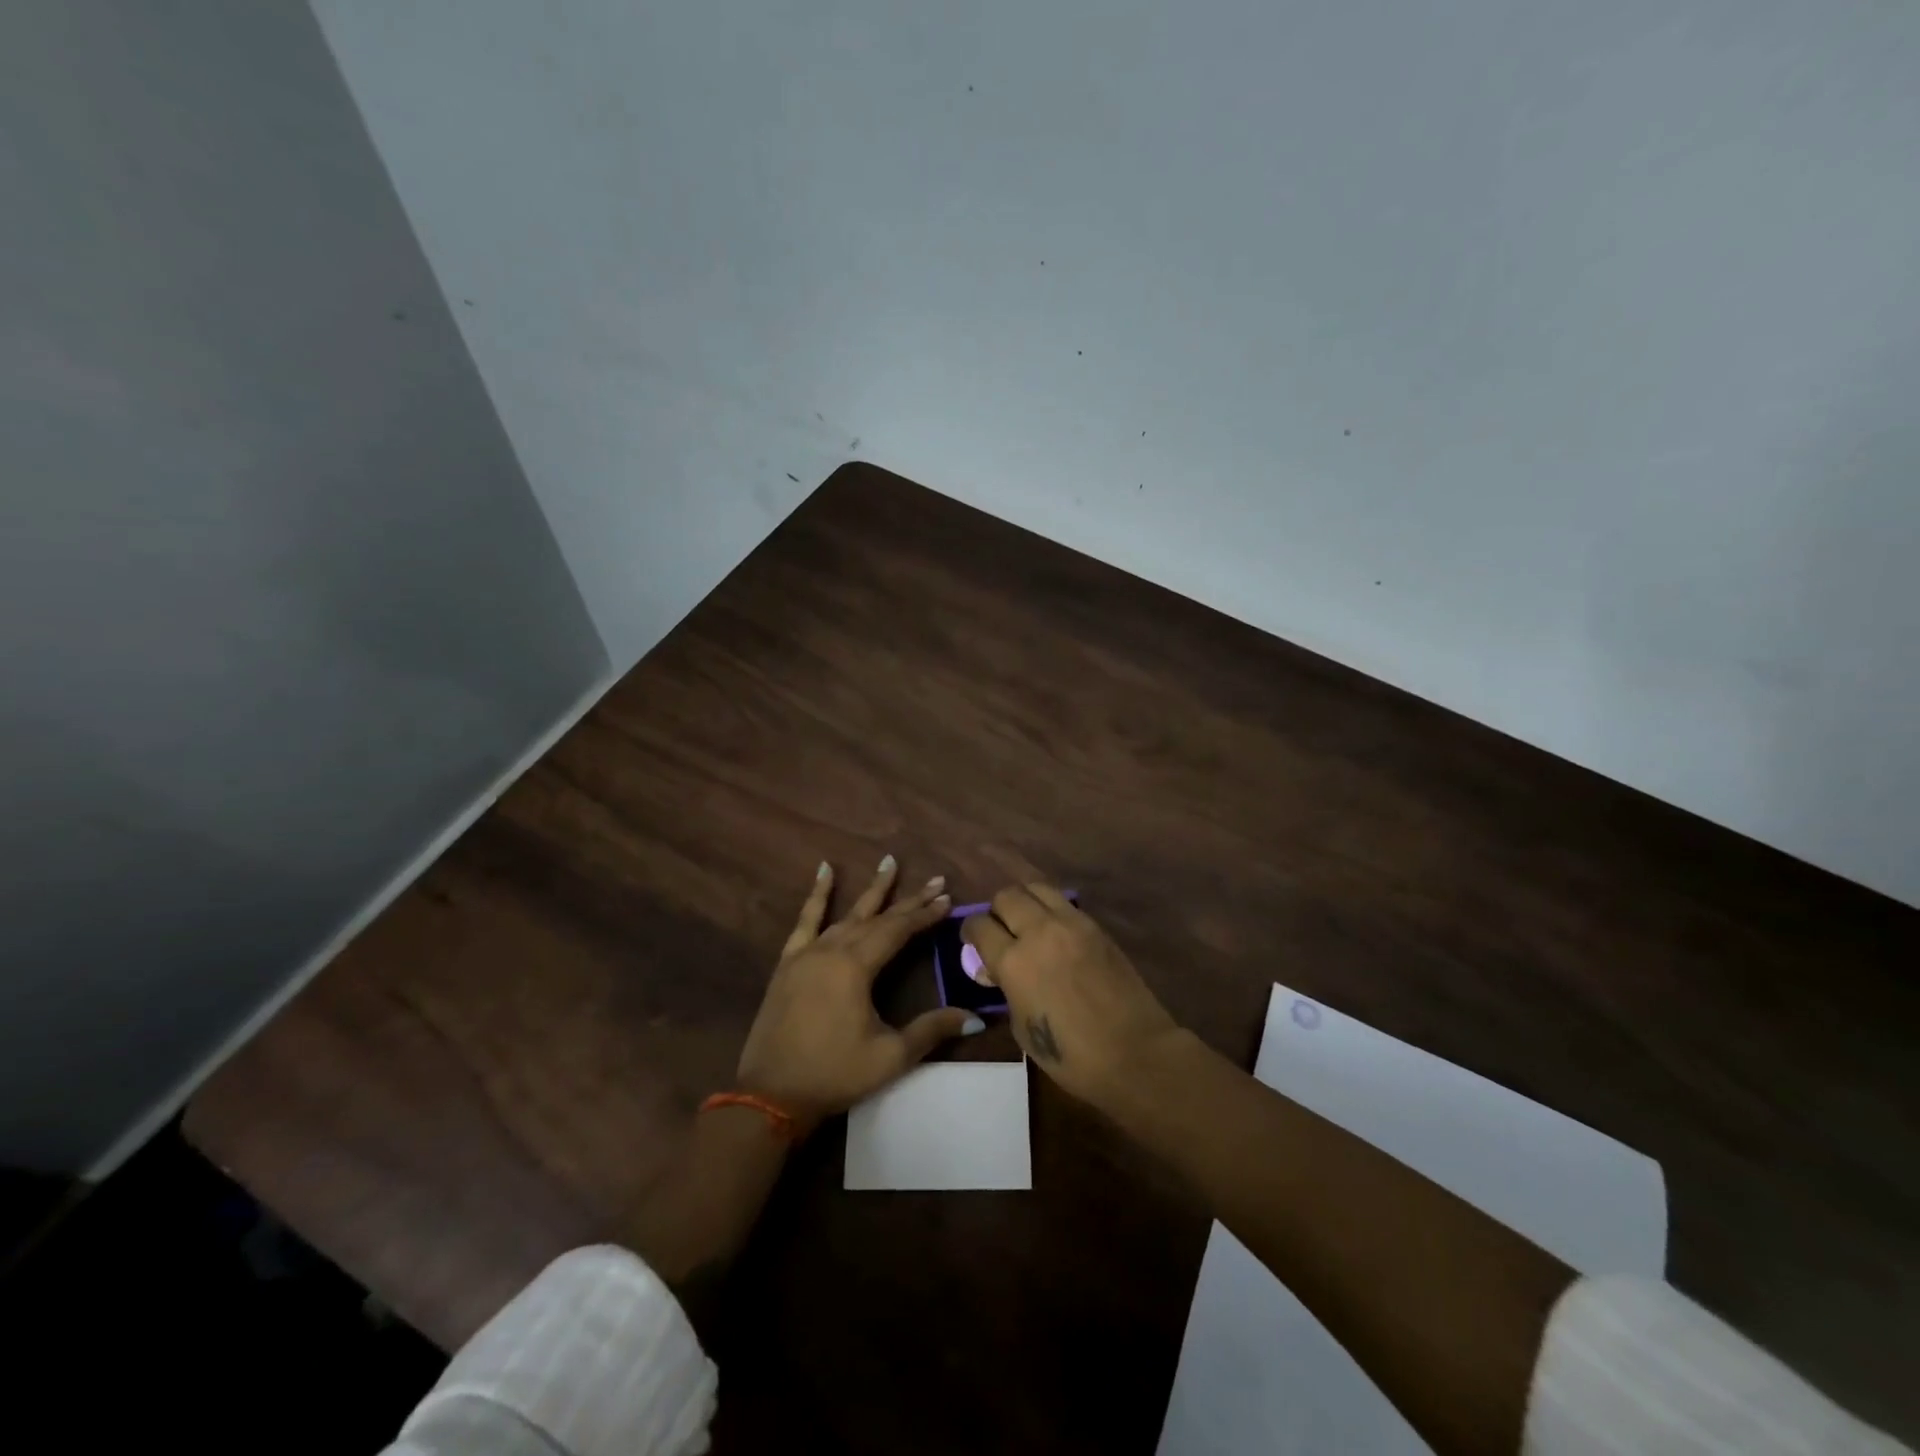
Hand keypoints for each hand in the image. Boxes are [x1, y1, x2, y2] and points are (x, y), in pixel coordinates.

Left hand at [736, 857, 982, 1130]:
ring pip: (846, 913)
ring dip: (871, 891)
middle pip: (877, 917)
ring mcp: (807, 953)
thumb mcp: (890, 1056)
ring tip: (889, 863)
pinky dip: (817, 895)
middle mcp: (832, 949)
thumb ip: (932, 1030)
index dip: (925, 915)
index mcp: (856, 967)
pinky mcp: (789, 962)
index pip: (898, 930)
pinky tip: (824, 871)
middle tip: (935, 880)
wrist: (771, 1095)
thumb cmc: (834, 1074)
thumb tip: (976, 1016)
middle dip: (908, 900)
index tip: (947, 898)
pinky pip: (805, 920)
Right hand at [962, 883, 1180, 1110]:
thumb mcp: (1021, 1028)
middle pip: (1006, 896)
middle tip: (1001, 931)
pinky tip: (1055, 933)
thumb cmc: (1070, 1055)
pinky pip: (1064, 903)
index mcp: (1013, 961)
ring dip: (1025, 901)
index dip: (970, 932)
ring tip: (1027, 922)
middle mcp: (1039, 931)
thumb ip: (1005, 989)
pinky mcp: (1096, 926)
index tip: (972, 942)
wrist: (1134, 1053)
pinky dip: (1052, 910)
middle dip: (996, 911)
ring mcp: (1071, 924)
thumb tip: (996, 970)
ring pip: (1037, 888)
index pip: (979, 925)